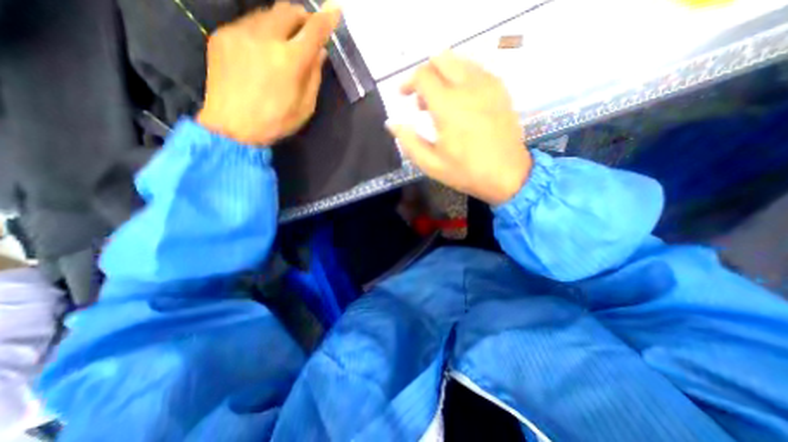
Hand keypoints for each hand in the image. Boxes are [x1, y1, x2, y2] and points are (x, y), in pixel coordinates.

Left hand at [196, 0, 339, 144]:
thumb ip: (314, 77)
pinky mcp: (222, 36)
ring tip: (283, 42)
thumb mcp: (305, 107)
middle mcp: (265, 39)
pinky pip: (248, 24)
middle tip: (307, 29)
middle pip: (288, 10)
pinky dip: (261, 32)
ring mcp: (240, 34)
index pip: (313, 31)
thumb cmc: (275, 122)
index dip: (327, 19)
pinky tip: (261, 51)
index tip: (335, 10)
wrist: (231, 127)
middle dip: (302, 16)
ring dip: (281, 23)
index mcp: (290, 61)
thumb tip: (319, 54)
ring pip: (267, 14)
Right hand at [388, 50, 531, 204]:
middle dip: (425, 73)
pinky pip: (477, 70)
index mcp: (448, 106)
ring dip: (443, 74)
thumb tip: (392, 124)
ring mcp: (488, 85)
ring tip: (439, 100)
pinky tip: (460, 100)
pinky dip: (462, 77)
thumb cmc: (466, 172)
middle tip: (420, 96)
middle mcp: (468, 87)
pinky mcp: (500, 89)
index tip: (403, 95)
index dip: (408, 82)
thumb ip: (408, 141)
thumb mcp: (431, 163)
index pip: (423, 75)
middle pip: (441, 59)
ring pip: (460, 61)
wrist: (507, 175)